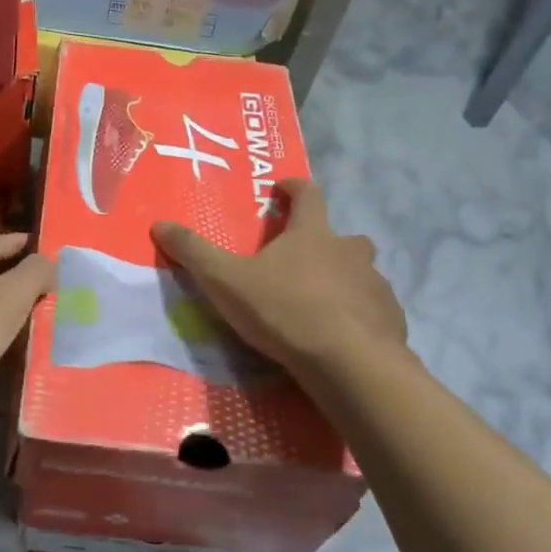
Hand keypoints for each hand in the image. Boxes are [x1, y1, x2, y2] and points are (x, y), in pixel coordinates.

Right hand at [151, 178, 408, 379]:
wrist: (350, 364)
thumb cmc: (284, 311)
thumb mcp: (226, 281)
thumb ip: (194, 252)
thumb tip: (159, 223)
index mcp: (312, 234)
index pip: (308, 194)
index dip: (294, 187)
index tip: (281, 189)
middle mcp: (350, 251)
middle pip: (341, 235)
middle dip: (323, 241)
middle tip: (300, 260)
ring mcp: (375, 285)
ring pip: (360, 273)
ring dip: (343, 279)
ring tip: (320, 302)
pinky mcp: (390, 319)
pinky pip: (373, 309)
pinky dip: (359, 314)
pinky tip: (342, 336)